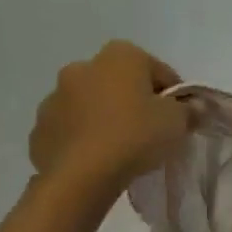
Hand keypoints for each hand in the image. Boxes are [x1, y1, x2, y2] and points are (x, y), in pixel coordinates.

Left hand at [29, 41, 191, 193]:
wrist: (81, 175)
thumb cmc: (135, 136)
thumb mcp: (177, 122)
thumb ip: (188, 110)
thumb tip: (191, 107)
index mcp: (120, 56)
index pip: (158, 71)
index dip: (173, 96)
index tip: (178, 119)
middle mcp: (82, 66)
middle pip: (119, 83)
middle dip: (133, 102)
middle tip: (149, 132)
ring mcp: (54, 97)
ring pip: (90, 105)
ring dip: (104, 118)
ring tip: (120, 149)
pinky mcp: (39, 128)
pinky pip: (69, 129)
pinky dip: (82, 138)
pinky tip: (96, 159)